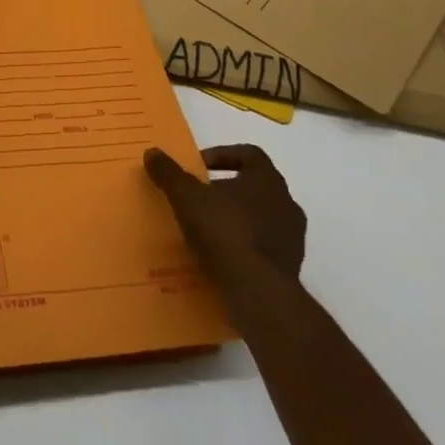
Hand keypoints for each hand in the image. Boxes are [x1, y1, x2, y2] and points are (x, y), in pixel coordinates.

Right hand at [145, 145, 305, 301]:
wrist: (258, 292)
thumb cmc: (224, 231)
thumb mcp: (186, 197)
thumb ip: (169, 173)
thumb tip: (152, 152)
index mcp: (267, 180)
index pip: (250, 154)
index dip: (223, 155)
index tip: (199, 166)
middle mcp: (286, 204)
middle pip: (255, 186)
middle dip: (226, 189)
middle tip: (198, 197)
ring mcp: (292, 237)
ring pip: (260, 217)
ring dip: (235, 218)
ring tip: (206, 229)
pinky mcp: (289, 266)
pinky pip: (261, 246)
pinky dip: (242, 245)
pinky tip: (218, 255)